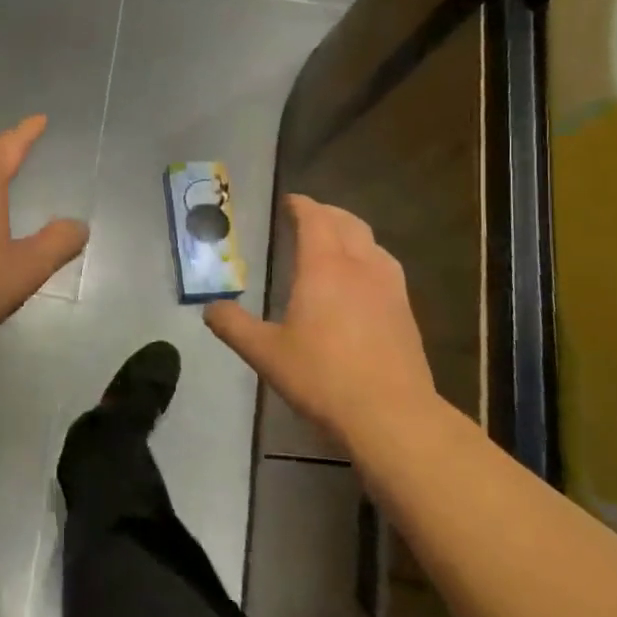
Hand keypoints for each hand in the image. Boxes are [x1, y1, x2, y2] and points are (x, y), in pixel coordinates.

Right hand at [204, 195, 437, 439]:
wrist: (391, 415)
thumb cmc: (322, 377)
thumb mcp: (264, 353)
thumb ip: (233, 325)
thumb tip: (210, 308)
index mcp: (324, 267)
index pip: (315, 219)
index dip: (301, 206)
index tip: (289, 202)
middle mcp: (360, 267)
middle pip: (347, 223)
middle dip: (327, 213)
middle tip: (307, 215)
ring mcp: (389, 288)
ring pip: (371, 243)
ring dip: (351, 232)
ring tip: (335, 241)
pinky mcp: (405, 312)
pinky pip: (385, 266)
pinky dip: (368, 257)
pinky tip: (361, 280)